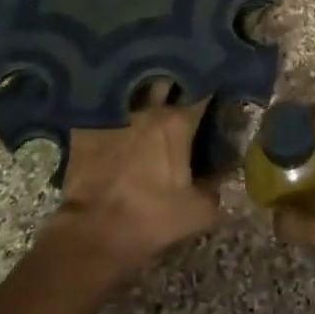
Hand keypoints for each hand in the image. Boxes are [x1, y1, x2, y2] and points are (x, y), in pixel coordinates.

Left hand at [46, 82, 220, 282]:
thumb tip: (227, 172)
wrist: (92, 232)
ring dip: (144, 92)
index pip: (202, 92)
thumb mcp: (198, 212)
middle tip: (182, 91)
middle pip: (166, 81)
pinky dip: (114, 108)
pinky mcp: (88, 126)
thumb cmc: (150, 218)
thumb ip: (217, 188)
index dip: (212, 87)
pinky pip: (106, 108)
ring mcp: (115, 114)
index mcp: (177, 123)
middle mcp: (148, 109)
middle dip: (175, 82)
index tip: (217, 88)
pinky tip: (118, 116)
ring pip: (134, 90)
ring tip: (151, 99)